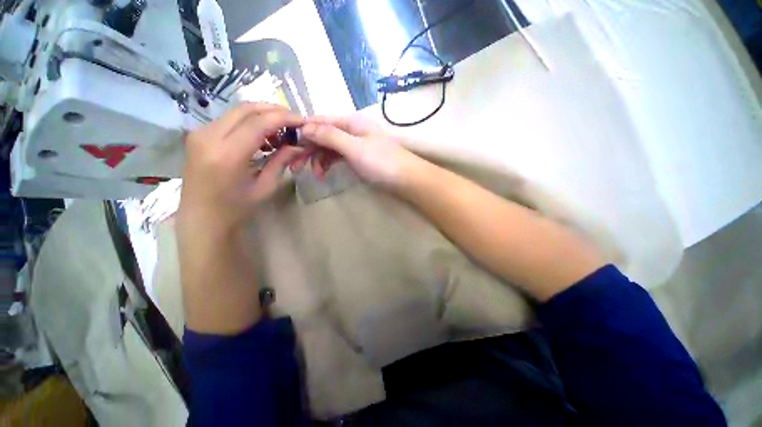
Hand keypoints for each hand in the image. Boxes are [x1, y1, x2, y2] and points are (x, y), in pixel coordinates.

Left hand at [179, 103, 303, 230]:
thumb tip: (298, 145)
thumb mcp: (266, 187)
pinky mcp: (199, 135)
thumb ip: (281, 161)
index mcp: (227, 155)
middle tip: (294, 122)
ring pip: (237, 111)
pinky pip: (229, 119)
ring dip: (262, 116)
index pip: (258, 122)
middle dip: (274, 111)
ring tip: (280, 132)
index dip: (284, 117)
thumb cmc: (237, 209)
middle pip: (246, 109)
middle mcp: (208, 137)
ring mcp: (199, 133)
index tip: (302, 121)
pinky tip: (262, 137)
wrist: (202, 219)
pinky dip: (250, 122)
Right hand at [296, 115, 419, 188]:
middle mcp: (351, 130)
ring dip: (318, 159)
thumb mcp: (354, 148)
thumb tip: (304, 126)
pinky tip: (325, 173)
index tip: (288, 145)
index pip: (320, 120)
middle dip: (309, 149)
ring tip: (315, 175)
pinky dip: (329, 164)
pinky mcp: (358, 158)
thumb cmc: (382, 162)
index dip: (303, 131)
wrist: (406, 179)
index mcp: (350, 122)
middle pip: (323, 135)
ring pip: (329, 148)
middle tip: (295, 166)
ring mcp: (354, 145)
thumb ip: (330, 136)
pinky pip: (338, 157)